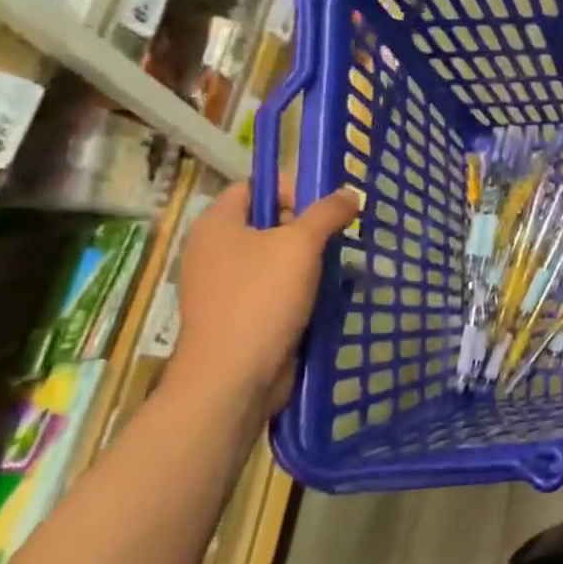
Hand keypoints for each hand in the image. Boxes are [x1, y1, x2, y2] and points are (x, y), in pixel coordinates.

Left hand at [168, 181, 358, 419]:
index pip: (254, 187)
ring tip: (340, 266)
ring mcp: (224, 287)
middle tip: (341, 235)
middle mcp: (213, 251)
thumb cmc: (261, 298)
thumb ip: (327, 213)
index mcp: (217, 225)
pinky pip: (274, 290)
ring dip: (309, 261)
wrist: (233, 376)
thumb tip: (349, 193)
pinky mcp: (239, 316)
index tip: (326, 205)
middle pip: (268, 223)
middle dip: (307, 227)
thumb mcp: (301, 244)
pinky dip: (300, 289)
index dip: (291, 188)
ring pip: (275, 259)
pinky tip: (327, 296)